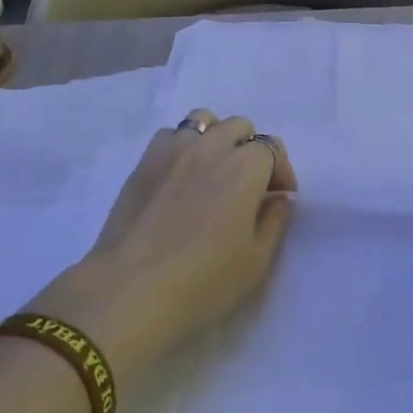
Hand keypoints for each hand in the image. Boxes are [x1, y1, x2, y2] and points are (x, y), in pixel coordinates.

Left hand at [26, 110, 296, 387]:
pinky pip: (170, 135)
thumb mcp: (256, 261)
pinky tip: (180, 176)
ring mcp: (173, 150)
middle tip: (248, 185)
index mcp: (244, 167)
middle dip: (250, 150)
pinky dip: (182, 146)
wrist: (132, 290)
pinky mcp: (143, 162)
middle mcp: (211, 147)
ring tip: (213, 171)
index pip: (271, 148)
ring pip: (203, 121)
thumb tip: (278, 199)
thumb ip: (274, 222)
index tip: (278, 198)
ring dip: (216, 139)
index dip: (280, 171)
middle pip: (239, 127)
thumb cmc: (204, 281)